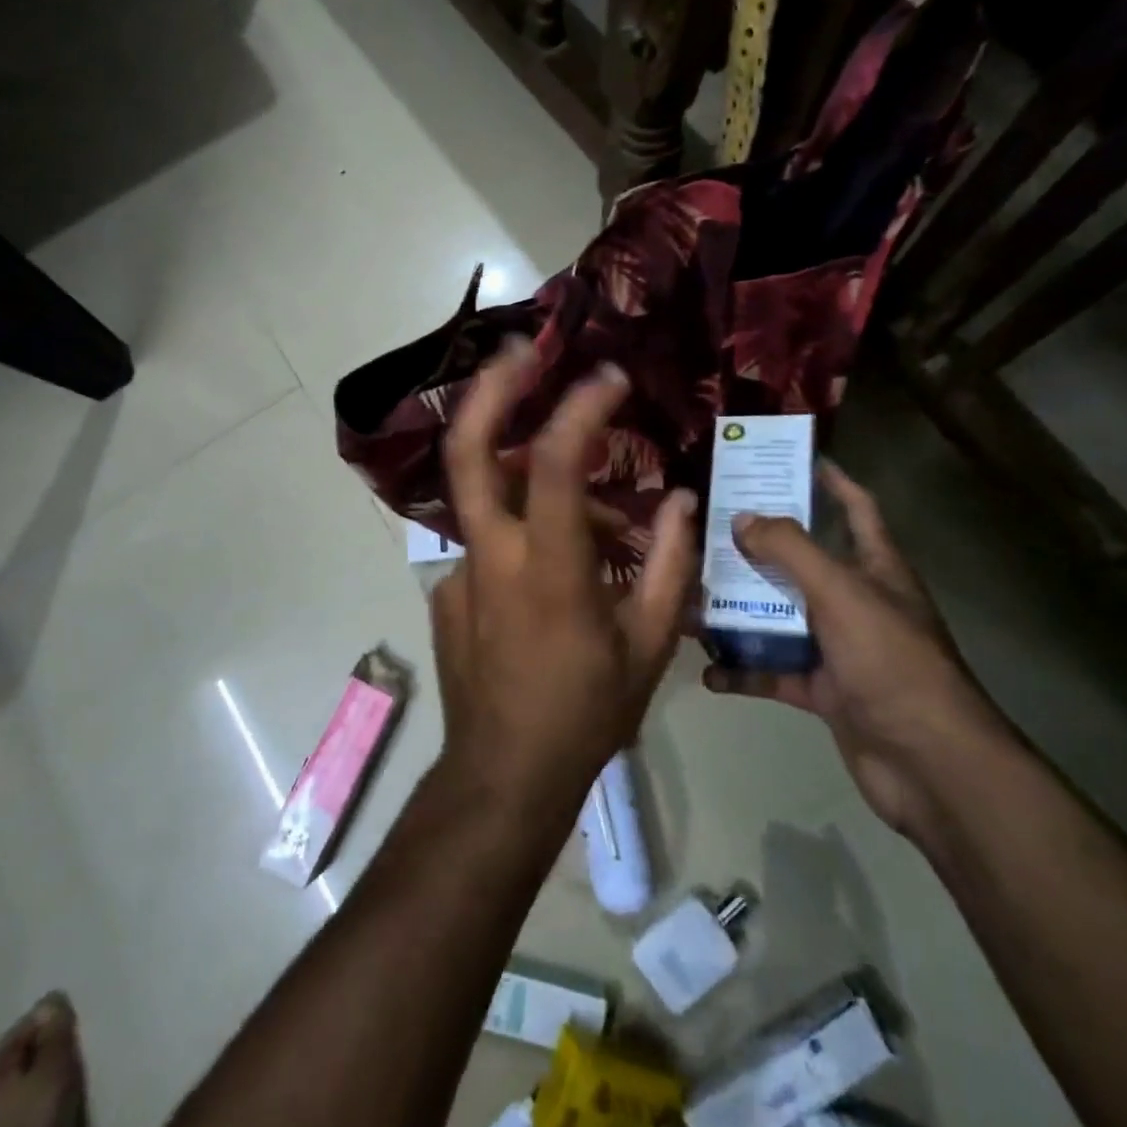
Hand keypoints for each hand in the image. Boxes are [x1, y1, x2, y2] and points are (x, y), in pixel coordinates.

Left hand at [430, 338, 697, 808]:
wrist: (504, 774)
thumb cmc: (587, 712)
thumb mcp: (650, 644)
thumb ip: (670, 563)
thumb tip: (680, 500)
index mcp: (547, 568)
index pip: (553, 463)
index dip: (579, 410)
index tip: (609, 378)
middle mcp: (491, 556)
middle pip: (468, 451)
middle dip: (488, 392)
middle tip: (517, 352)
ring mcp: (459, 572)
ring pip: (491, 499)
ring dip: (534, 486)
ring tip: (599, 528)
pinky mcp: (447, 591)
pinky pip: (489, 542)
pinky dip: (524, 535)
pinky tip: (558, 575)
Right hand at [704, 463, 1010, 837]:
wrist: (929, 764)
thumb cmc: (891, 661)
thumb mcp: (840, 593)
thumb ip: (789, 550)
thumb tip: (742, 517)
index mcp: (876, 568)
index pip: (856, 508)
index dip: (829, 480)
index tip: (788, 459)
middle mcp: (857, 602)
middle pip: (803, 562)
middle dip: (759, 546)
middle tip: (710, 527)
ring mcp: (840, 648)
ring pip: (780, 617)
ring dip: (740, 609)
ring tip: (692, 594)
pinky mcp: (824, 690)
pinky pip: (774, 671)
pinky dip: (743, 670)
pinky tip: (707, 669)